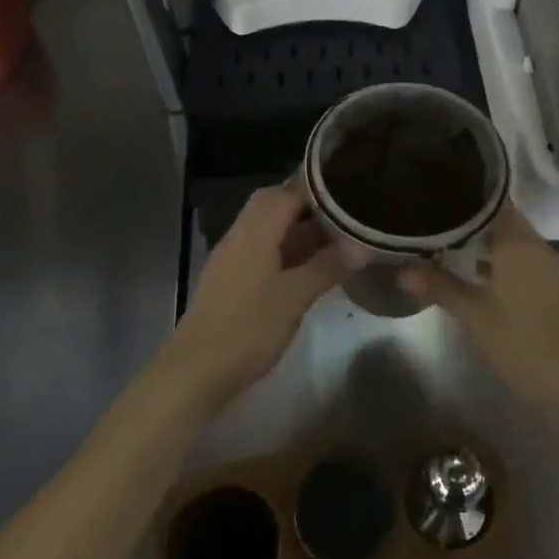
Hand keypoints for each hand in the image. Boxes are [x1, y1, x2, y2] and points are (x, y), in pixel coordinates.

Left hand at [166, 179, 346, 408]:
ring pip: (269, 228)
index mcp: (255, 231)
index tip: (350, 185)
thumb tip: (364, 245)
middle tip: (344, 212)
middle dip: (308, 204)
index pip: (288, 191)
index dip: (318, 187)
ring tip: (337, 235)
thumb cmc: (247, 329)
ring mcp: (233, 258)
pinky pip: (263, 249)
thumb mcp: (295, 297)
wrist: (194, 372)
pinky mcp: (231, 279)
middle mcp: (241, 235)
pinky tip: (310, 265)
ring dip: (299, 228)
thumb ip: (328, 266)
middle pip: (274, 204)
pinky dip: (287, 248)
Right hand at [400, 206, 558, 415]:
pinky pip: (522, 260)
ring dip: (484, 242)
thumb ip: (441, 288)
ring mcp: (548, 266)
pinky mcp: (553, 286)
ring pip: (512, 241)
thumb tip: (402, 270)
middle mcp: (535, 245)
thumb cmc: (525, 343)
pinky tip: (476, 274)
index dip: (465, 197)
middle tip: (433, 220)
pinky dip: (500, 261)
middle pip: (501, 220)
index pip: (491, 201)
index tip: (437, 196)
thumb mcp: (476, 317)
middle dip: (469, 221)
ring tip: (446, 244)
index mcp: (517, 242)